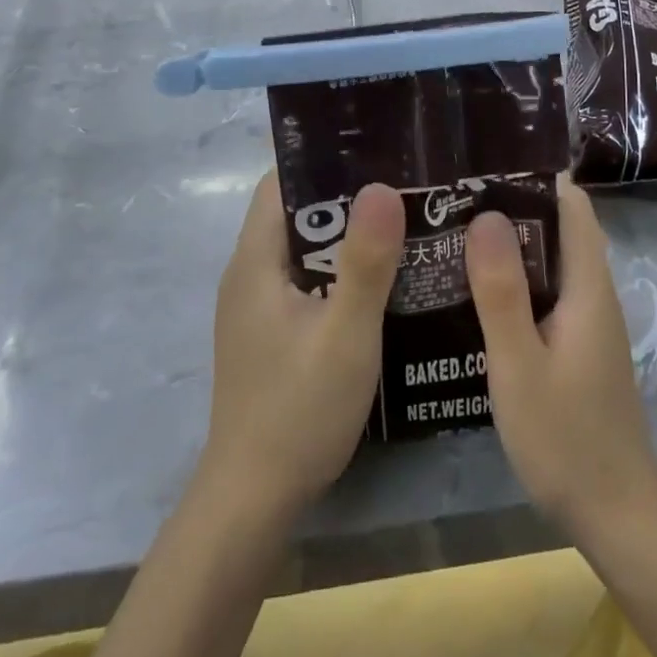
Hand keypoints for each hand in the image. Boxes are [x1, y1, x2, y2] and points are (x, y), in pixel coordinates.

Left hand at [201, 172, 405, 521]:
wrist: (253, 502)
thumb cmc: (298, 411)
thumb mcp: (346, 334)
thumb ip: (366, 261)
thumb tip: (382, 185)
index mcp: (256, 261)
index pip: (281, 183)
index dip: (324, 163)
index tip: (377, 154)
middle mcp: (250, 274)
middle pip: (297, 214)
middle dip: (348, 199)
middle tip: (406, 189)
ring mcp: (258, 307)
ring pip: (306, 250)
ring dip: (349, 238)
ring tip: (405, 226)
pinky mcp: (271, 334)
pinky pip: (308, 282)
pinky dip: (341, 272)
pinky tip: (383, 283)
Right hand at [465, 174, 656, 535]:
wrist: (615, 512)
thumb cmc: (566, 437)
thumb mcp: (520, 364)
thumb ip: (502, 291)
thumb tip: (486, 215)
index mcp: (588, 286)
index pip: (573, 206)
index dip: (537, 175)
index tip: (488, 161)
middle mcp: (593, 292)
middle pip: (559, 227)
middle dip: (514, 203)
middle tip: (455, 193)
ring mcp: (587, 320)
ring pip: (551, 260)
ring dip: (511, 241)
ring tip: (454, 228)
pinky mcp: (576, 343)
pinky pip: (546, 290)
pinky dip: (515, 277)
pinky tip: (474, 287)